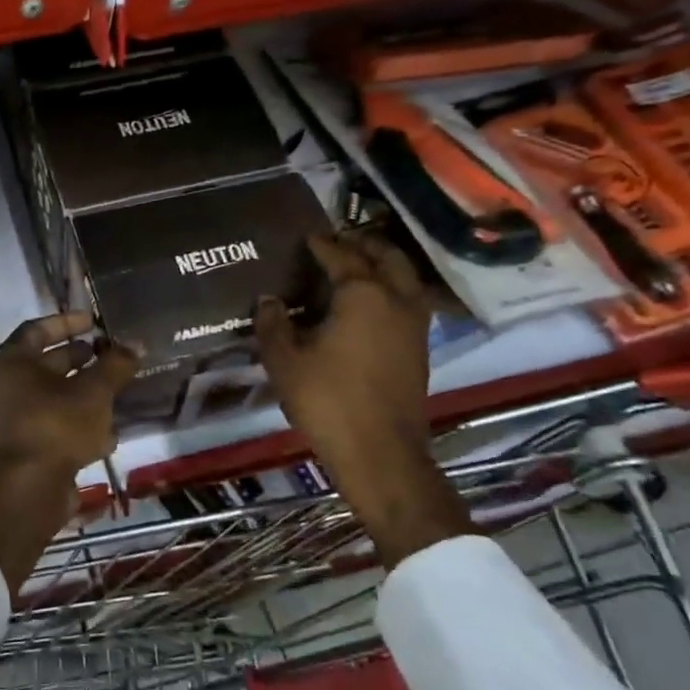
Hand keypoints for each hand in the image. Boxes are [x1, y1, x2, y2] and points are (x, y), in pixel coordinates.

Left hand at [0, 311, 139, 478]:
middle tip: (108, 355)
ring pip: (52, 398)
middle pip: (44, 365)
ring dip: (82, 394)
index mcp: (10, 363)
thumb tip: (134, 344)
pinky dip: (78, 424)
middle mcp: (4, 388)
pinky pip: (53, 426)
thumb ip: (115, 365)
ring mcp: (12, 421)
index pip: (37, 329)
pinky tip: (108, 434)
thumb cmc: (56, 425)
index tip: (93, 321)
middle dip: (79, 360)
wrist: (29, 488)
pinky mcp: (24, 449)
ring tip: (115, 391)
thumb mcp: (94, 391)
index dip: (67, 323)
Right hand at [256, 231, 470, 566]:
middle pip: (386, 257)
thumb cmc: (327, 400)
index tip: (308, 237)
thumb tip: (269, 301)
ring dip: (383, 264)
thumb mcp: (285, 361)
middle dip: (363, 244)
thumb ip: (273, 325)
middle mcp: (397, 299)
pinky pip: (409, 301)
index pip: (342, 256)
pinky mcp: (420, 348)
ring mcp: (415, 325)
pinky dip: (392, 289)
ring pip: (405, 277)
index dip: (323, 244)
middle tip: (338, 240)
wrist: (380, 452)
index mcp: (363, 295)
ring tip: (357, 265)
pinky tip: (370, 304)